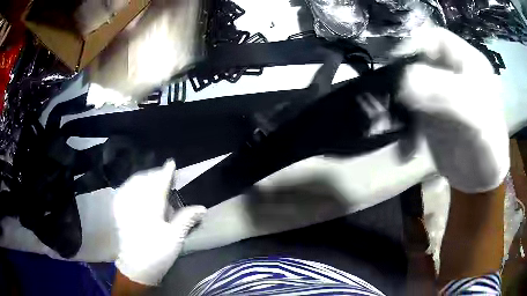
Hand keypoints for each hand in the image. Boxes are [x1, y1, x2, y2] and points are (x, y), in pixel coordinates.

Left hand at [113, 160, 205, 285]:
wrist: (134, 267)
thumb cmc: (157, 253)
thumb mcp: (174, 238)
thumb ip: (186, 219)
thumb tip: (202, 208)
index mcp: (150, 208)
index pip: (159, 184)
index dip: (166, 172)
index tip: (171, 163)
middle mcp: (135, 203)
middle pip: (144, 180)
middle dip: (154, 174)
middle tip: (164, 174)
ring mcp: (125, 206)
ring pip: (133, 183)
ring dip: (143, 178)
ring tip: (152, 180)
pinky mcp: (118, 212)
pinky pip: (123, 191)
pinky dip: (131, 185)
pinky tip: (135, 188)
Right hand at [393, 27, 508, 192]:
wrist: (482, 181)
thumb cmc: (488, 147)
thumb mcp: (474, 116)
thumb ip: (444, 94)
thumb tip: (403, 81)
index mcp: (468, 62)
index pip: (435, 38)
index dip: (415, 44)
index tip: (397, 64)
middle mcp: (452, 72)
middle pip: (420, 59)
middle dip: (403, 74)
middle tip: (391, 93)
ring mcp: (440, 92)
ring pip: (412, 82)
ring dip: (400, 100)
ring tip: (394, 120)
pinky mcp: (431, 112)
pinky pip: (410, 107)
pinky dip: (402, 121)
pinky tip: (405, 141)